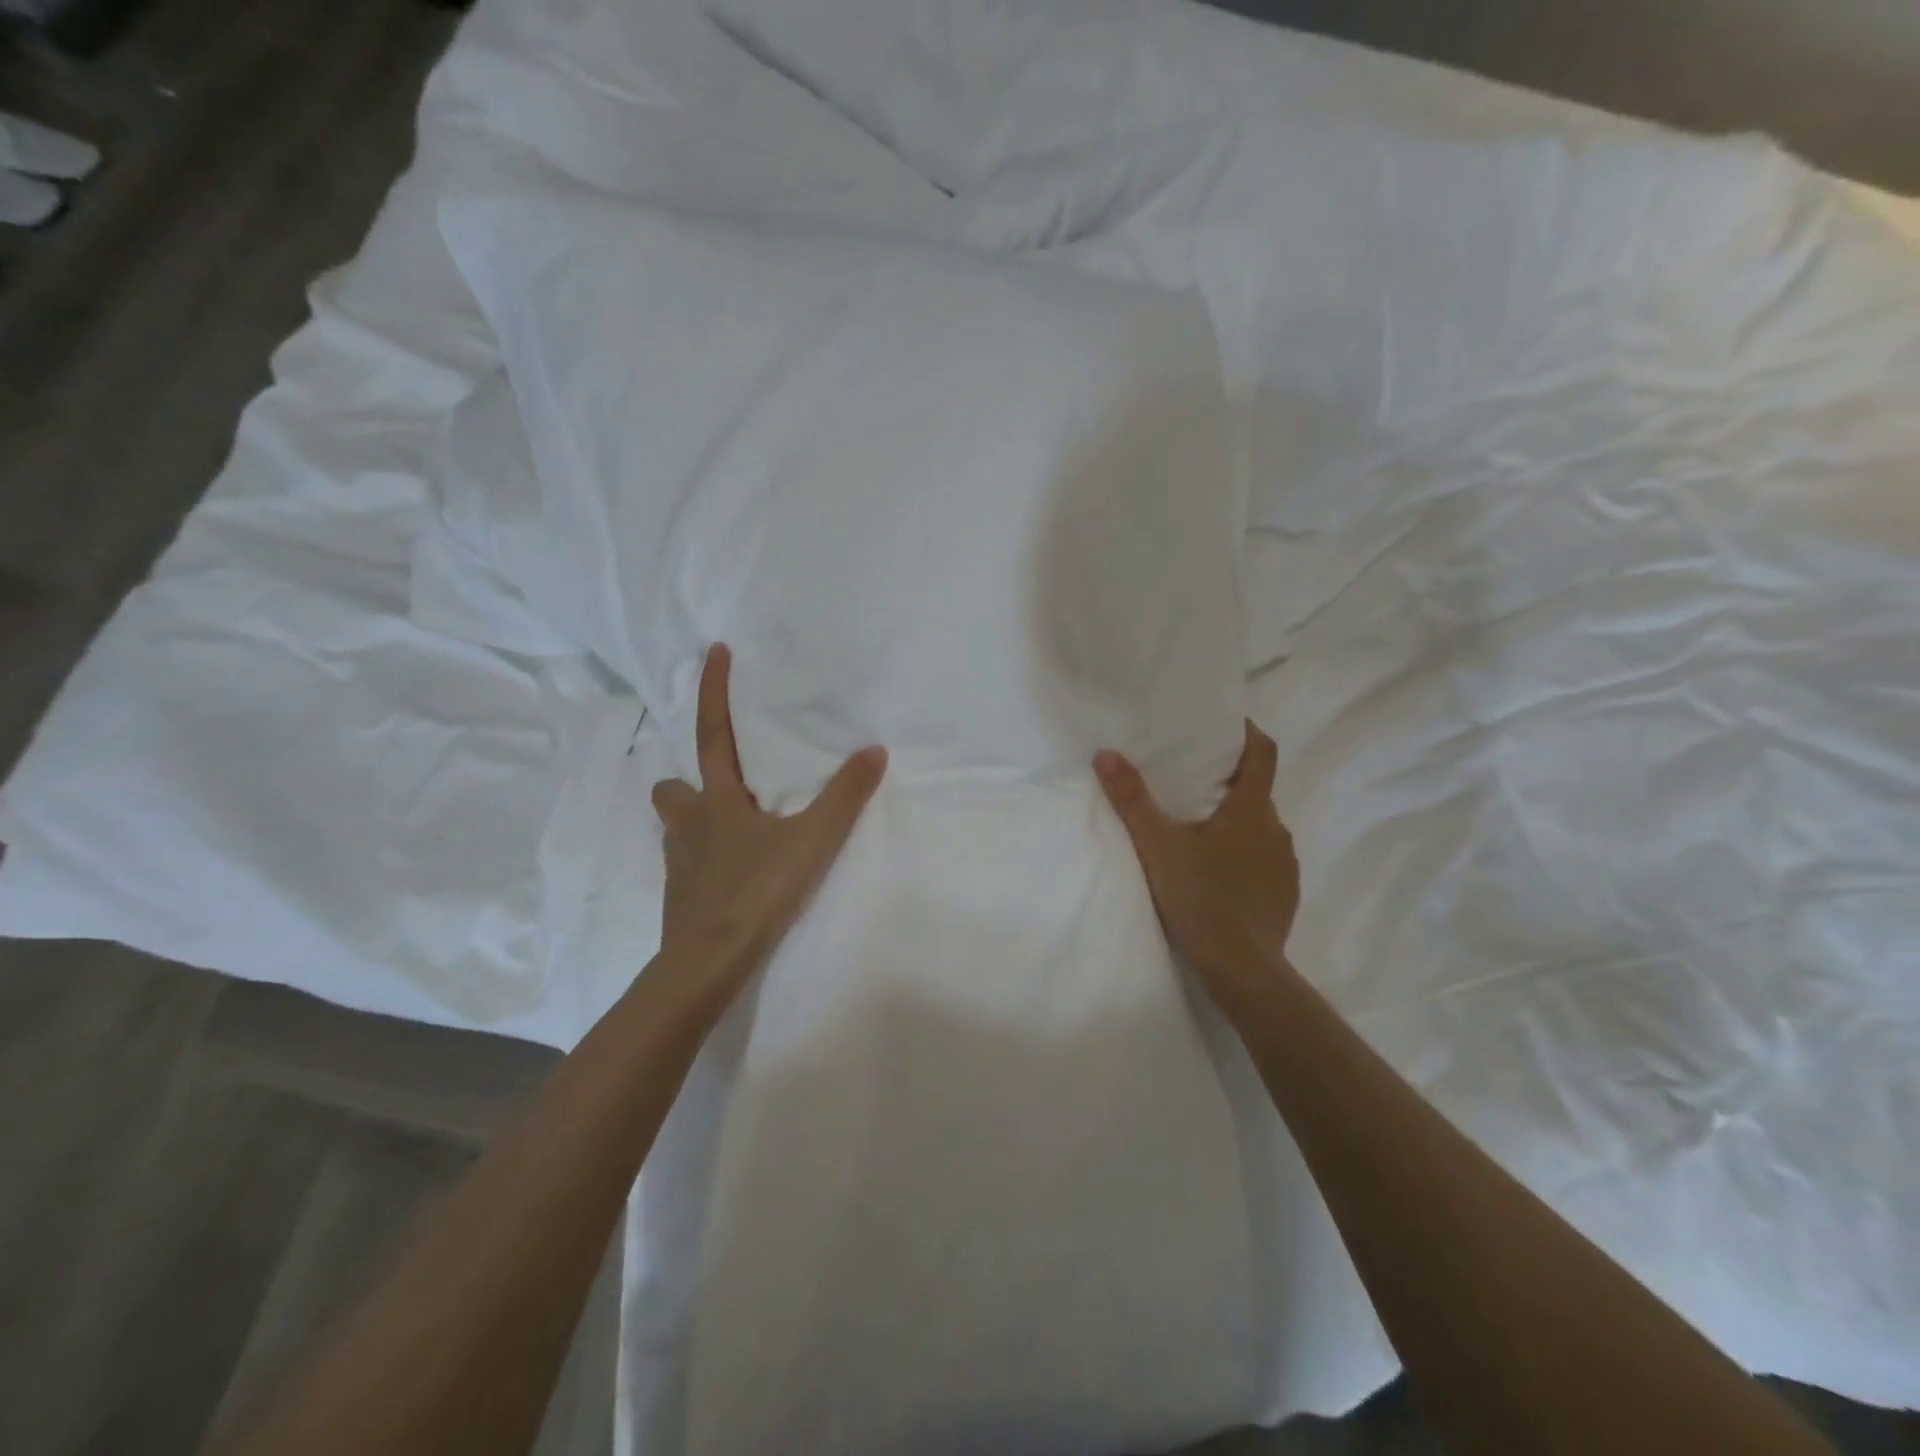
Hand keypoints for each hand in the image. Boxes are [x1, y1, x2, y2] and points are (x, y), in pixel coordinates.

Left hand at [651, 643, 886, 1010]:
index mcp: (716, 800)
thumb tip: (874, 750)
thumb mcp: (810, 842)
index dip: (712, 691)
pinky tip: (734, 872)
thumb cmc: (755, 892)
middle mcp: (690, 824)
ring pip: (676, 826)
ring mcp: (679, 862)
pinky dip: (706, 858)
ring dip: (696, 819)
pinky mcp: (681, 896)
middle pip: (672, 787)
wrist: (707, 963)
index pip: (711, 733)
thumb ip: (844, 797)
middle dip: (690, 780)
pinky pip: (688, 862)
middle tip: (724, 785)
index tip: (713, 650)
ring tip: (734, 829)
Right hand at [1094, 722, 1299, 1012]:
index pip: (1262, 753)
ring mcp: (1285, 865)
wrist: (1242, 969)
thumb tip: (1106, 754)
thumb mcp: (1157, 846)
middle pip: (1257, 792)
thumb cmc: (1201, 898)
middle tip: (1192, 782)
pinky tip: (1218, 874)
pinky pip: (1265, 860)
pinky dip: (1244, 855)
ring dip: (1236, 822)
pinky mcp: (1284, 894)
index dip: (1248, 732)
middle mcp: (1276, 830)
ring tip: (1200, 831)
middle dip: (1229, 782)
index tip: (1227, 724)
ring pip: (1260, 829)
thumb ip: (1132, 799)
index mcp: (1251, 810)